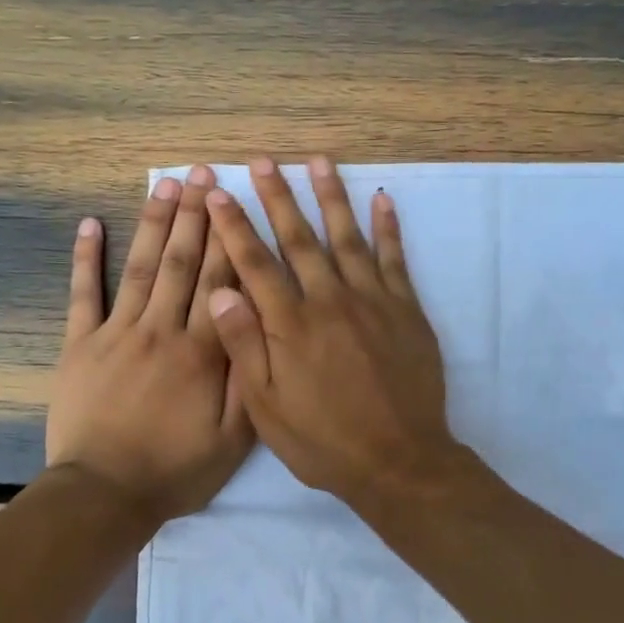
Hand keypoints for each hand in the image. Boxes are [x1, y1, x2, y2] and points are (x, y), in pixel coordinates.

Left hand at [47, 165, 253, 522]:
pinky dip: (85, 258)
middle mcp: (162, 330)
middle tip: (202, 174)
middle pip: (182, 263)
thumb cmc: (176, 470)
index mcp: (203, 352)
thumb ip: (249, 380)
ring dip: (154, 224)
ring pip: (141, 268)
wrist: (105, 494)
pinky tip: (90, 223)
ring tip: (164, 185)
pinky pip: (83, 295)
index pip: (222, 283)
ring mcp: (117, 333)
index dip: (230, 238)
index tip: (236, 200)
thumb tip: (259, 322)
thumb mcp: (234, 439)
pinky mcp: (80, 345)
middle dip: (195, 216)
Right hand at [206, 156, 463, 511]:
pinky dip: (388, 228)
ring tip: (318, 161)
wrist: (399, 461)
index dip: (234, 226)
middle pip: (298, 239)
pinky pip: (395, 259)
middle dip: (277, 197)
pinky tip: (382, 199)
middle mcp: (329, 301)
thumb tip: (218, 291)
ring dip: (331, 196)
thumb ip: (244, 347)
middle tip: (262, 161)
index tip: (217, 194)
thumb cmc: (324, 441)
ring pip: (347, 237)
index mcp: (290, 325)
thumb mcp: (268, 408)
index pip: (255, 264)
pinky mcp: (406, 310)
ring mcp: (372, 301)